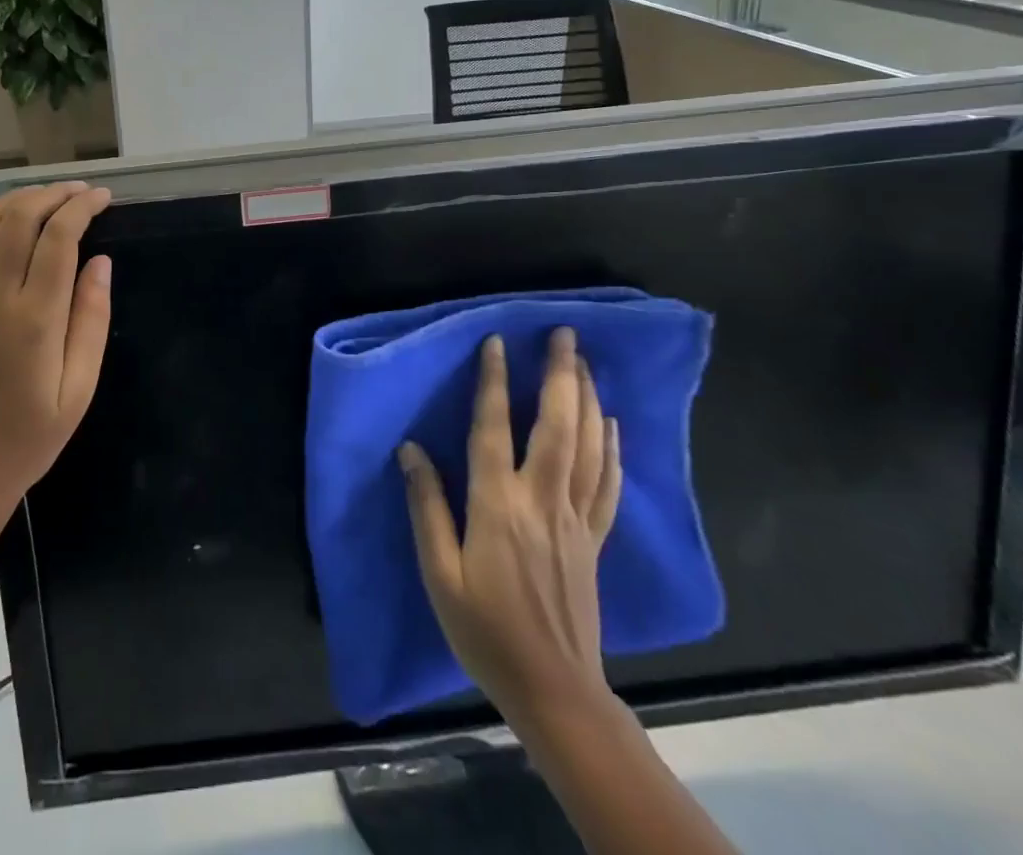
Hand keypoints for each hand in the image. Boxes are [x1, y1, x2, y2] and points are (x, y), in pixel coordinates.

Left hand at [0, 183, 112, 541]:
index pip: (59, 238)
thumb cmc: (27, 441)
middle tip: (78, 192)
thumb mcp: (79, 391)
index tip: (102, 198)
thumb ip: (90, 321)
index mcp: (33, 319)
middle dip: (52, 195)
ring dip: (10, 200)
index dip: (82, 208)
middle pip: (18, 220)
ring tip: (39, 196)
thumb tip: (100, 262)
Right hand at [399, 328, 622, 730]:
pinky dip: (612, 447)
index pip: (494, 430)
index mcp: (498, 506)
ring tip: (585, 361)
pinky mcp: (594, 539)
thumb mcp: (439, 572)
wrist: (554, 689)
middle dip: (561, 375)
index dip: (495, 383)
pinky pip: (608, 483)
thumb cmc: (484, 630)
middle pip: (557, 427)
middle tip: (564, 333)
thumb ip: (426, 506)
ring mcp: (576, 519)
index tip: (498, 342)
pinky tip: (611, 422)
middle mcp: (541, 501)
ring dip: (587, 398)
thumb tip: (410, 448)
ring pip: (588, 447)